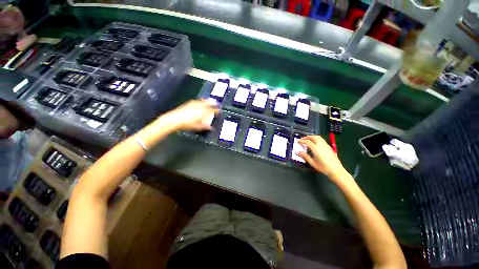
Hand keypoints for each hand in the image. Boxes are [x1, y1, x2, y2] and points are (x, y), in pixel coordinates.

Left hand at [158, 99, 218, 131]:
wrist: (175, 119)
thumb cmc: (187, 124)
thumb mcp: (198, 127)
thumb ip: (206, 126)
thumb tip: (211, 128)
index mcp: (203, 111)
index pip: (212, 110)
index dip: (217, 110)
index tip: (219, 111)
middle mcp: (199, 106)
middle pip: (208, 103)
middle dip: (213, 103)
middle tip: (216, 104)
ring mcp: (194, 104)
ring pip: (203, 101)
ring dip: (207, 101)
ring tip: (209, 102)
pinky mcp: (189, 103)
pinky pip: (197, 101)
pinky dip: (200, 101)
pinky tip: (199, 103)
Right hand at [297, 136, 348, 181]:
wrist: (336, 170)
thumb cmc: (323, 167)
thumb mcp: (312, 162)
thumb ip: (305, 156)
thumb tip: (297, 152)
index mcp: (316, 149)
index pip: (307, 142)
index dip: (301, 141)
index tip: (297, 141)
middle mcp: (321, 145)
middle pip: (313, 137)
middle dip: (307, 137)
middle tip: (302, 139)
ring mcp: (326, 145)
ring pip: (318, 137)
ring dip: (312, 137)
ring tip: (308, 139)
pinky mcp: (329, 147)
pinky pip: (321, 140)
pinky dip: (316, 139)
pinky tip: (315, 143)